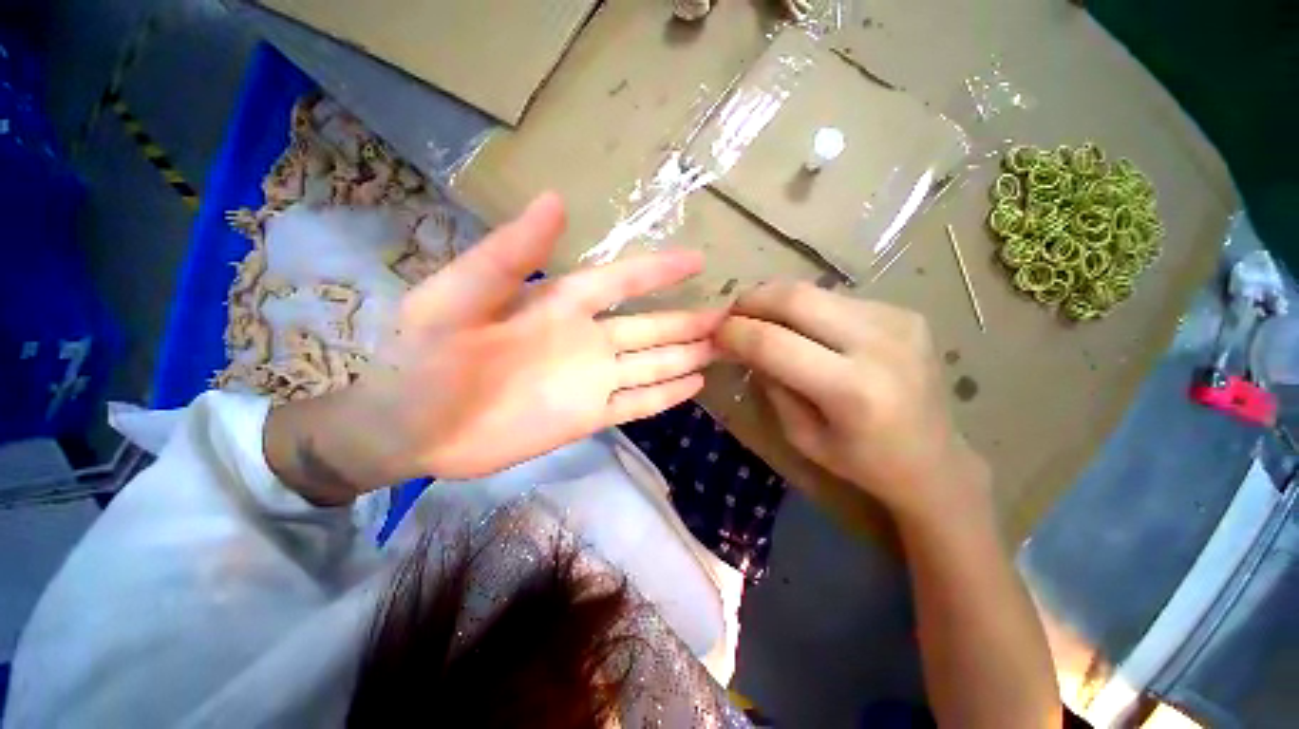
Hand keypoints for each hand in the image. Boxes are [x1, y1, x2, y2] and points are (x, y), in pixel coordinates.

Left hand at [270, 192, 721, 496]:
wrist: (410, 424)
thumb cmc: (425, 355)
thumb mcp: (458, 296)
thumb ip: (509, 254)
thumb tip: (556, 199)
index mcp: (560, 304)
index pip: (621, 281)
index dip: (658, 270)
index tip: (699, 260)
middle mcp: (585, 339)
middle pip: (650, 326)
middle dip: (689, 320)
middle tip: (731, 315)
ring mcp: (591, 380)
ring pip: (652, 363)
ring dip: (687, 355)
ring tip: (724, 348)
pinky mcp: (589, 416)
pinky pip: (638, 403)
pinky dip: (666, 395)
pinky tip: (694, 384)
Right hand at [715, 282, 988, 521]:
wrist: (936, 460)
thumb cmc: (862, 462)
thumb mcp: (801, 435)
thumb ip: (770, 384)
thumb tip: (743, 344)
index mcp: (851, 390)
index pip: (773, 342)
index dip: (734, 333)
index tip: (714, 334)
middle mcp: (879, 345)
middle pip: (795, 298)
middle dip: (751, 300)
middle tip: (731, 316)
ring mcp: (898, 321)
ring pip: (814, 290)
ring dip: (775, 300)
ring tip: (760, 320)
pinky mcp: (904, 313)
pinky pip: (836, 298)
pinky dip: (806, 307)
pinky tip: (801, 328)